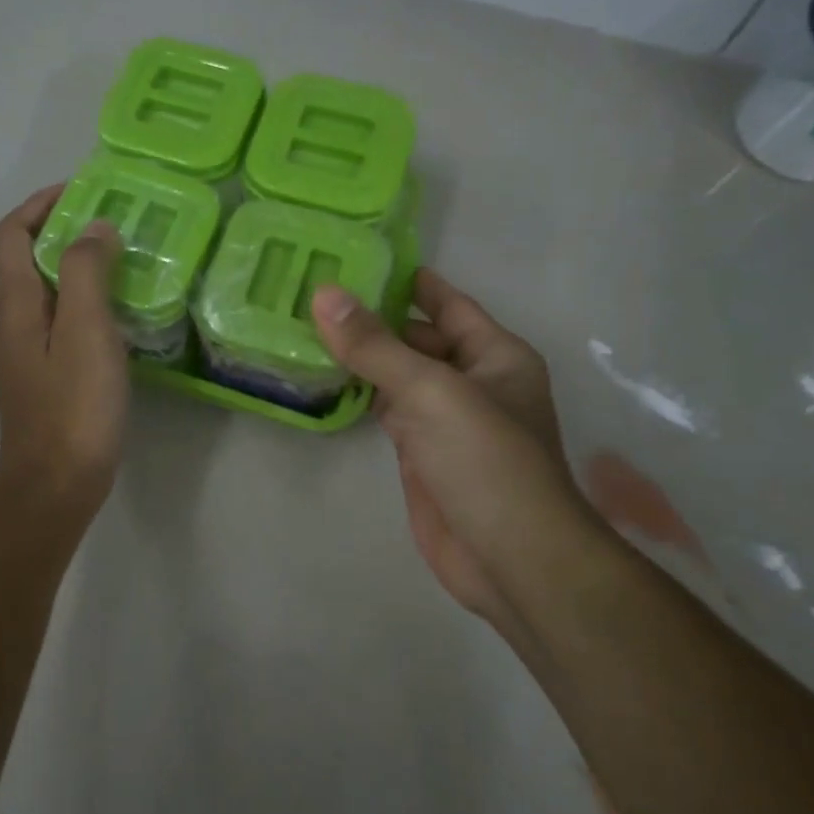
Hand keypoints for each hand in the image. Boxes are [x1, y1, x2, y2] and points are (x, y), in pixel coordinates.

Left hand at [0, 186, 129, 514]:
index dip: (37, 205)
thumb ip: (85, 273)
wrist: (54, 487)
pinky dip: (84, 306)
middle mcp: (13, 325)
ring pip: (46, 295)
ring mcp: (28, 357)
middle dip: (62, 232)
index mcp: (16, 306)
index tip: (79, 191)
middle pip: (26, 262)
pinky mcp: (46, 381)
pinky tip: (119, 319)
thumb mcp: (84, 331)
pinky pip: (61, 326)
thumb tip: (92, 228)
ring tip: (122, 264)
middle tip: (112, 225)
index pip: (10, 236)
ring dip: (76, 269)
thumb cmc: (73, 408)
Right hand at [312, 270, 596, 631]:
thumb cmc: (486, 461)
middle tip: (312, 291)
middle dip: (372, 317)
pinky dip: (357, 394)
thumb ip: (375, 345)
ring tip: (304, 325)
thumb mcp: (431, 392)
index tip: (356, 255)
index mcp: (493, 354)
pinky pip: (385, 410)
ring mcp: (444, 420)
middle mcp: (471, 380)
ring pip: (397, 375)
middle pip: (417, 337)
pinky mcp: (420, 453)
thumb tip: (324, 294)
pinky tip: (322, 378)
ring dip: (360, 356)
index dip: (406, 279)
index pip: (446, 303)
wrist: (509, 558)